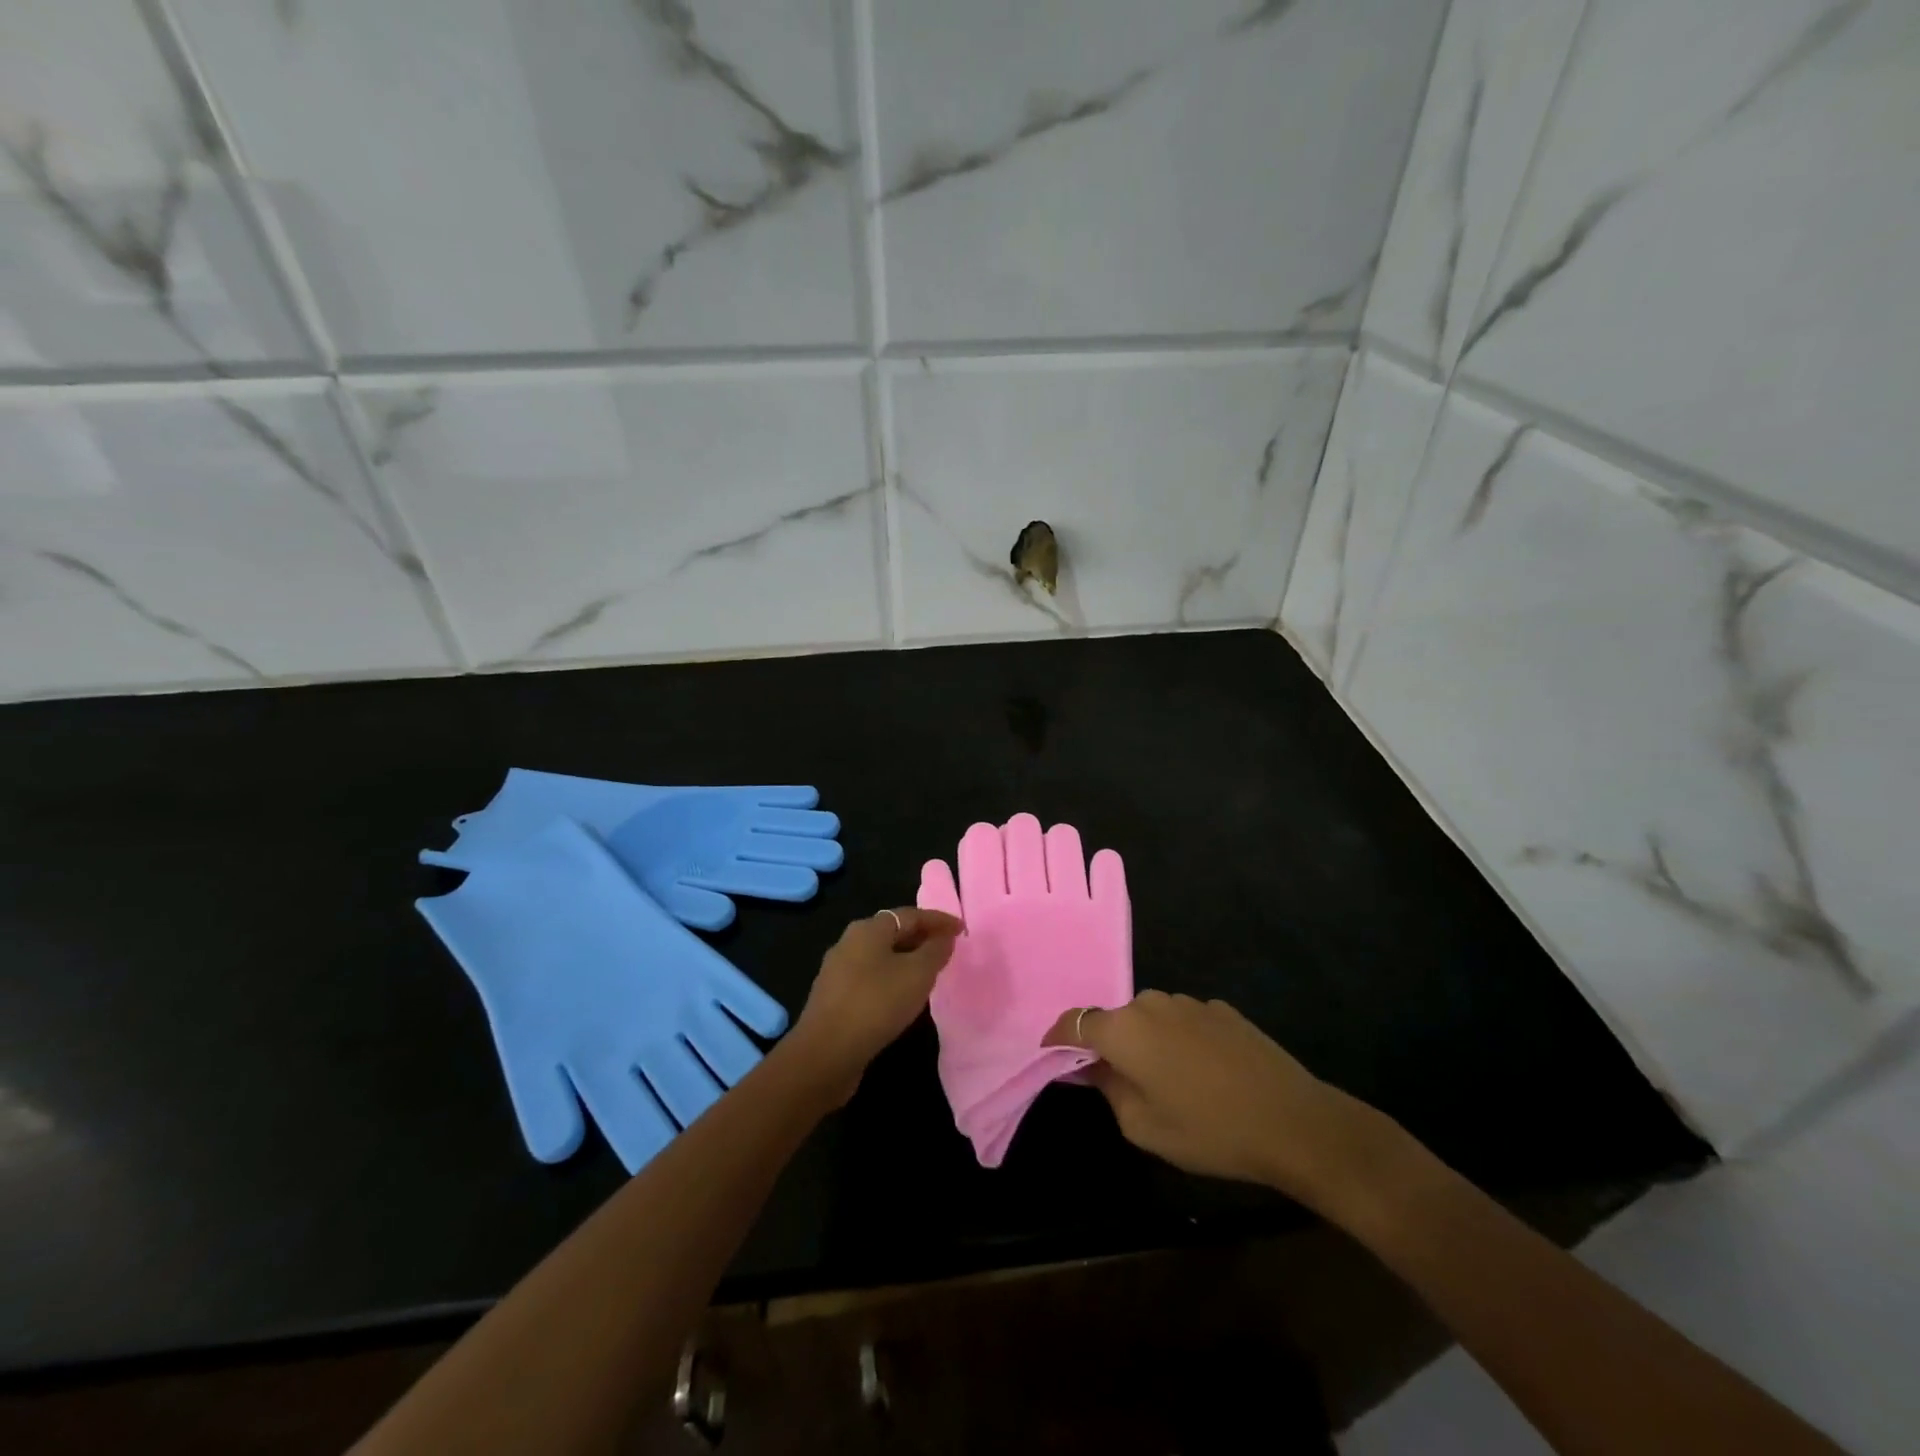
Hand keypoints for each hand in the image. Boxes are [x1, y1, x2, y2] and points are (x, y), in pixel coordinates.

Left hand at [785, 908, 961, 1103]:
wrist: (825, 1054)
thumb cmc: (876, 1003)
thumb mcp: (917, 974)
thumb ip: (935, 951)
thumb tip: (944, 938)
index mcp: (868, 929)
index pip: (910, 915)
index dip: (939, 920)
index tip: (962, 930)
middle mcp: (849, 942)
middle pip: (893, 932)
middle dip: (922, 938)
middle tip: (947, 950)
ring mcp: (838, 971)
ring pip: (881, 957)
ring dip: (907, 960)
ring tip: (930, 973)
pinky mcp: (834, 998)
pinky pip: (871, 978)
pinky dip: (892, 979)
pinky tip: (903, 997)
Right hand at [1044, 991, 1403, 1209]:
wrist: (1293, 1121)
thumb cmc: (1209, 1130)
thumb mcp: (1143, 1127)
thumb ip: (1108, 1089)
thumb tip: (1093, 1068)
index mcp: (1124, 1029)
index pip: (1074, 1023)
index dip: (1058, 1039)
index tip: (1052, 1056)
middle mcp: (1151, 1003)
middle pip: (1115, 1019)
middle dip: (1110, 1046)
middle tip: (1121, 1083)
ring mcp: (1190, 1002)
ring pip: (1151, 1018)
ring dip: (1148, 1042)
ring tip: (1169, 1081)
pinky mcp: (1221, 1009)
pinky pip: (1184, 1021)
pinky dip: (1180, 1040)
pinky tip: (1205, 1073)